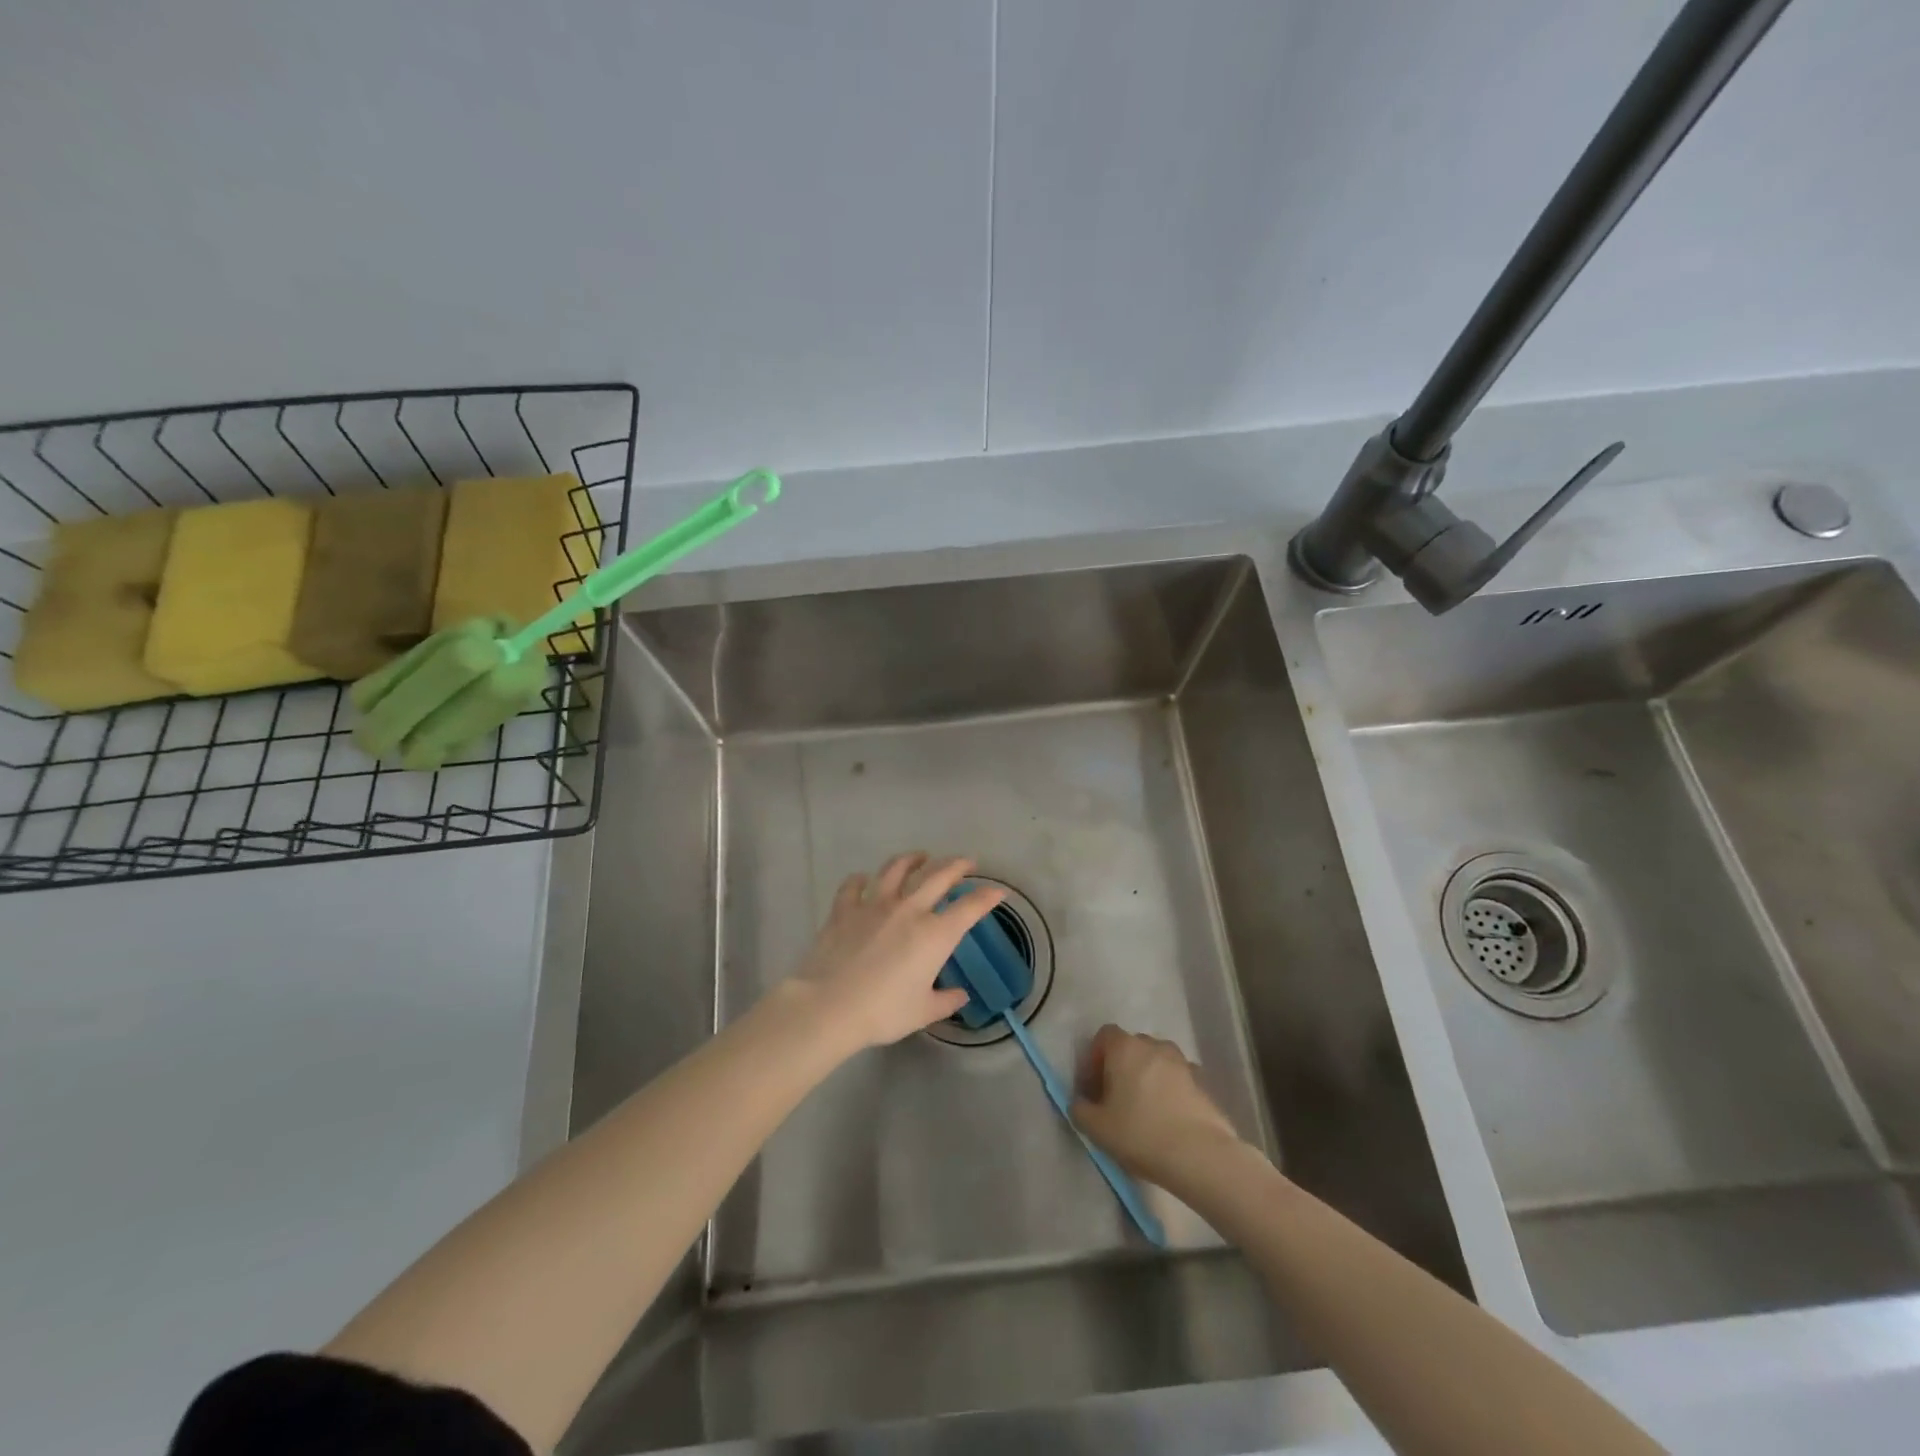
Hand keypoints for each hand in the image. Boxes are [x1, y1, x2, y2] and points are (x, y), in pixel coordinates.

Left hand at [786, 853, 1003, 1052]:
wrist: (830, 1006)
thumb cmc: (883, 1012)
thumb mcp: (922, 1012)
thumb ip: (945, 1001)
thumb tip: (961, 995)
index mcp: (935, 934)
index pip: (970, 907)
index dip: (987, 896)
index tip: (998, 890)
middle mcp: (909, 910)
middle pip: (938, 876)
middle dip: (957, 865)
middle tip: (966, 861)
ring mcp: (875, 904)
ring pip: (897, 869)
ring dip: (912, 859)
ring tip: (919, 856)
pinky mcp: (845, 908)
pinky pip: (853, 885)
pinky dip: (860, 879)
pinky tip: (862, 879)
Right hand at [1072, 1025, 1243, 1186]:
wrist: (1200, 1155)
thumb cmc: (1141, 1134)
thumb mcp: (1096, 1128)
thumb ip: (1080, 1110)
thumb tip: (1080, 1103)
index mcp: (1125, 1048)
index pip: (1104, 1036)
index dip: (1094, 1058)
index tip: (1093, 1086)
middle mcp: (1154, 1045)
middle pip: (1131, 1047)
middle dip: (1121, 1067)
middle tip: (1116, 1099)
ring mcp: (1182, 1061)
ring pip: (1157, 1061)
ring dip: (1148, 1077)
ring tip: (1145, 1110)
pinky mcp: (1203, 1082)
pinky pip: (1178, 1079)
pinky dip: (1170, 1090)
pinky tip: (1169, 1118)